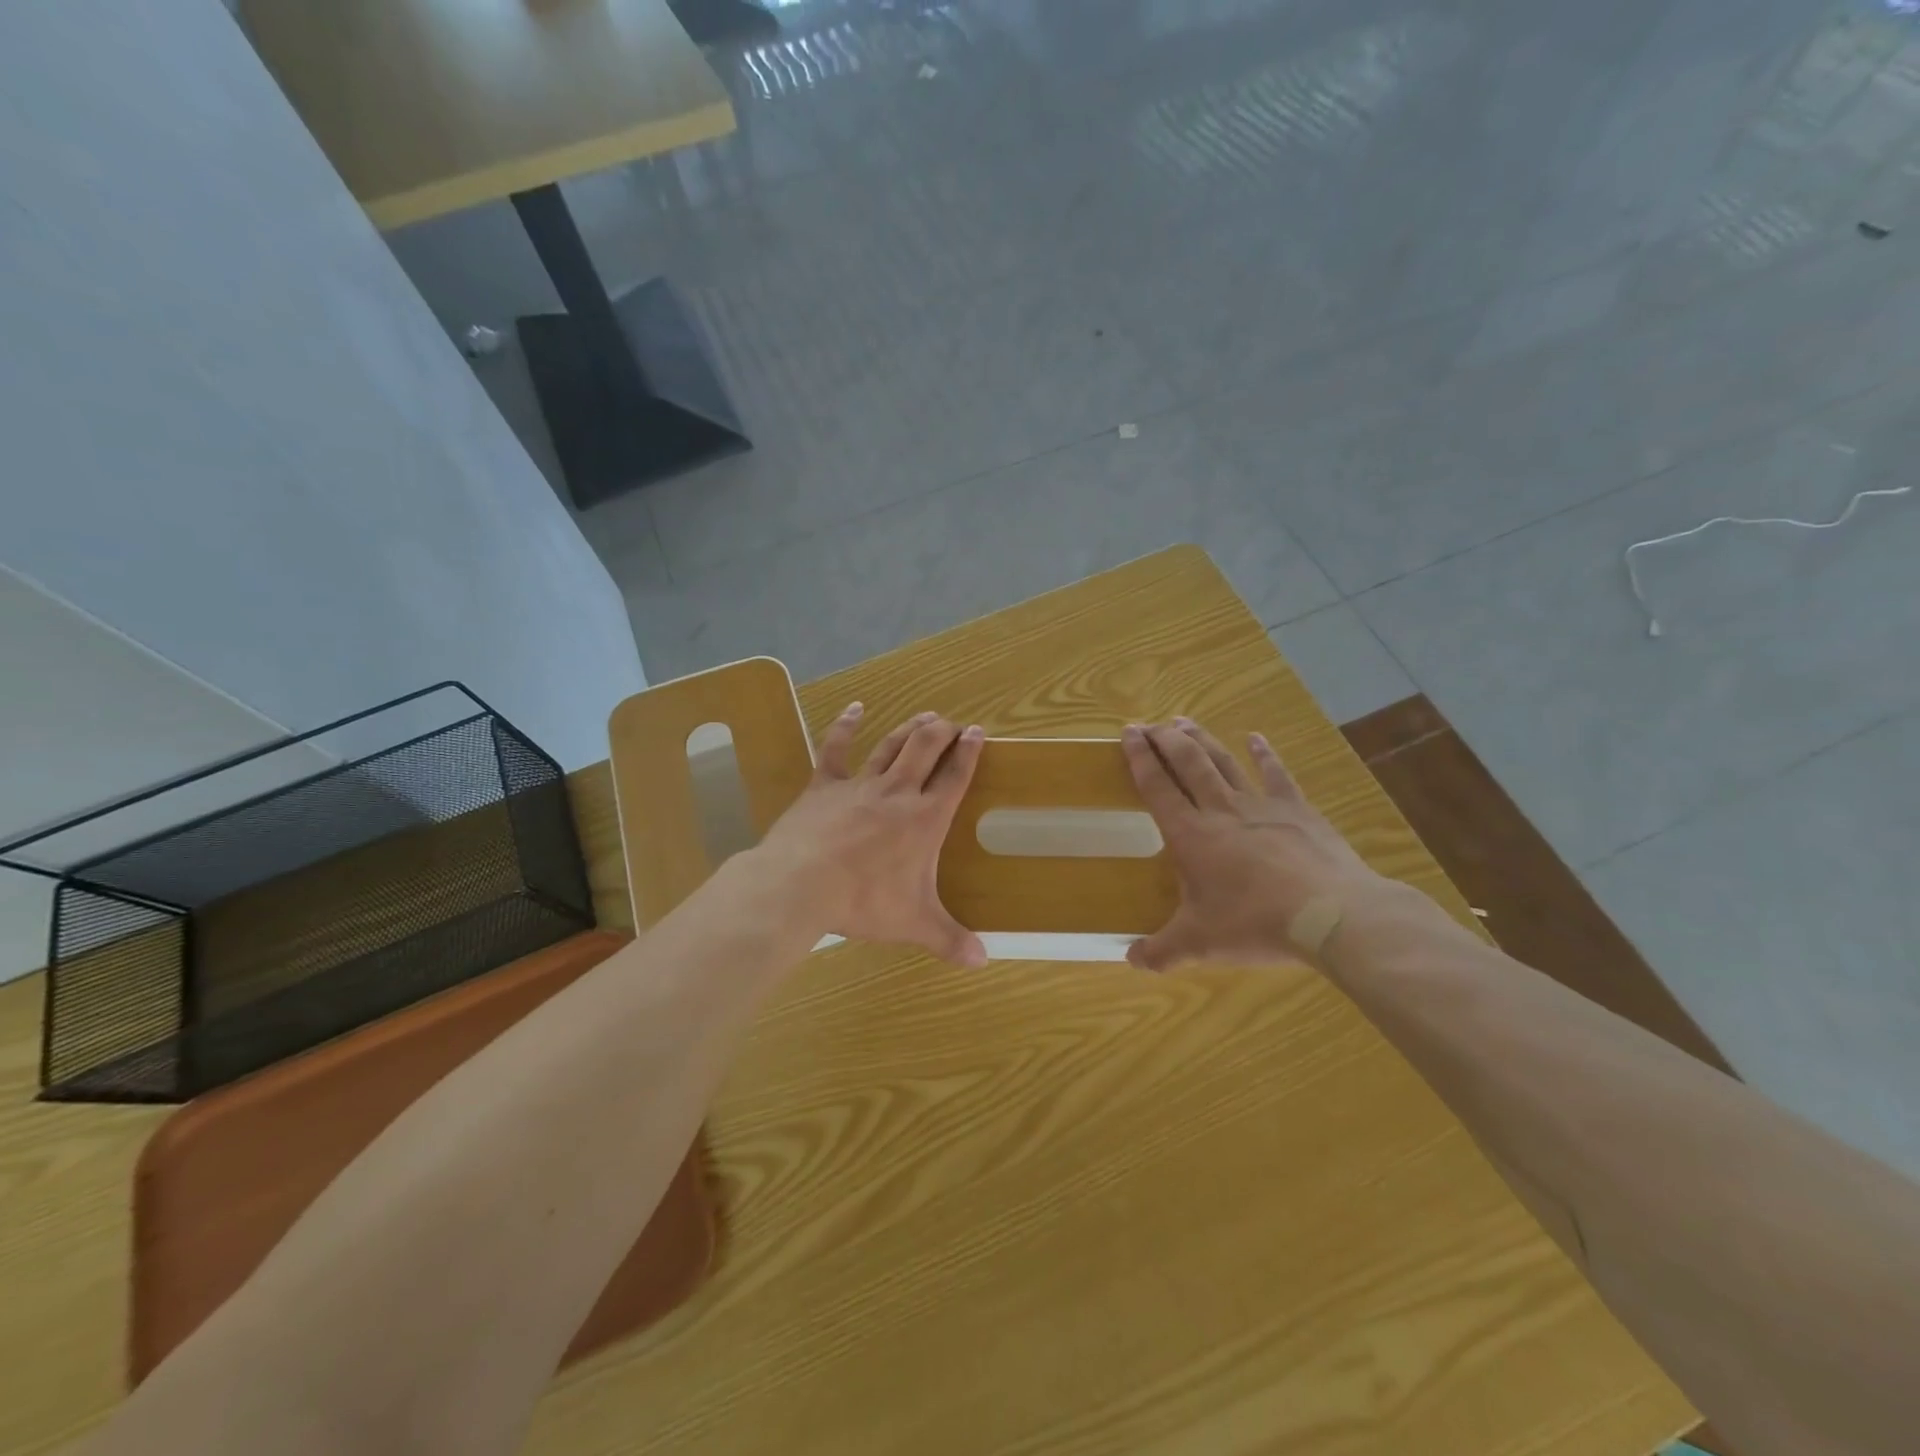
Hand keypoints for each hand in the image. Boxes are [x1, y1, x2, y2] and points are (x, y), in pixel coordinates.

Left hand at [754, 704, 988, 966]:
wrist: (802, 884)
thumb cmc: (864, 902)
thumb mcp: (913, 924)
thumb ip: (950, 940)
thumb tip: (983, 961)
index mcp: (925, 819)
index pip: (954, 776)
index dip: (968, 752)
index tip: (977, 732)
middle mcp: (898, 792)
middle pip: (925, 749)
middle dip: (942, 732)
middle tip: (951, 723)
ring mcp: (859, 784)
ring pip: (891, 745)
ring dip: (910, 728)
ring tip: (925, 716)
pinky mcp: (824, 785)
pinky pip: (835, 748)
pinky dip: (845, 725)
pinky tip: (855, 708)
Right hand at [1121, 718, 1388, 970]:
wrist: (1329, 914)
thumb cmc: (1255, 923)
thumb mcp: (1200, 943)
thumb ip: (1162, 952)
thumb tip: (1131, 962)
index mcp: (1189, 835)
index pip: (1156, 787)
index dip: (1139, 758)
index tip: (1128, 733)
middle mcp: (1219, 810)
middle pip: (1187, 763)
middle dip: (1165, 739)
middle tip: (1148, 723)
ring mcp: (1260, 805)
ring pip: (1223, 761)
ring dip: (1201, 739)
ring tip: (1182, 721)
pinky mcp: (1296, 809)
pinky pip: (1276, 774)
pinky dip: (1264, 754)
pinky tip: (1256, 738)